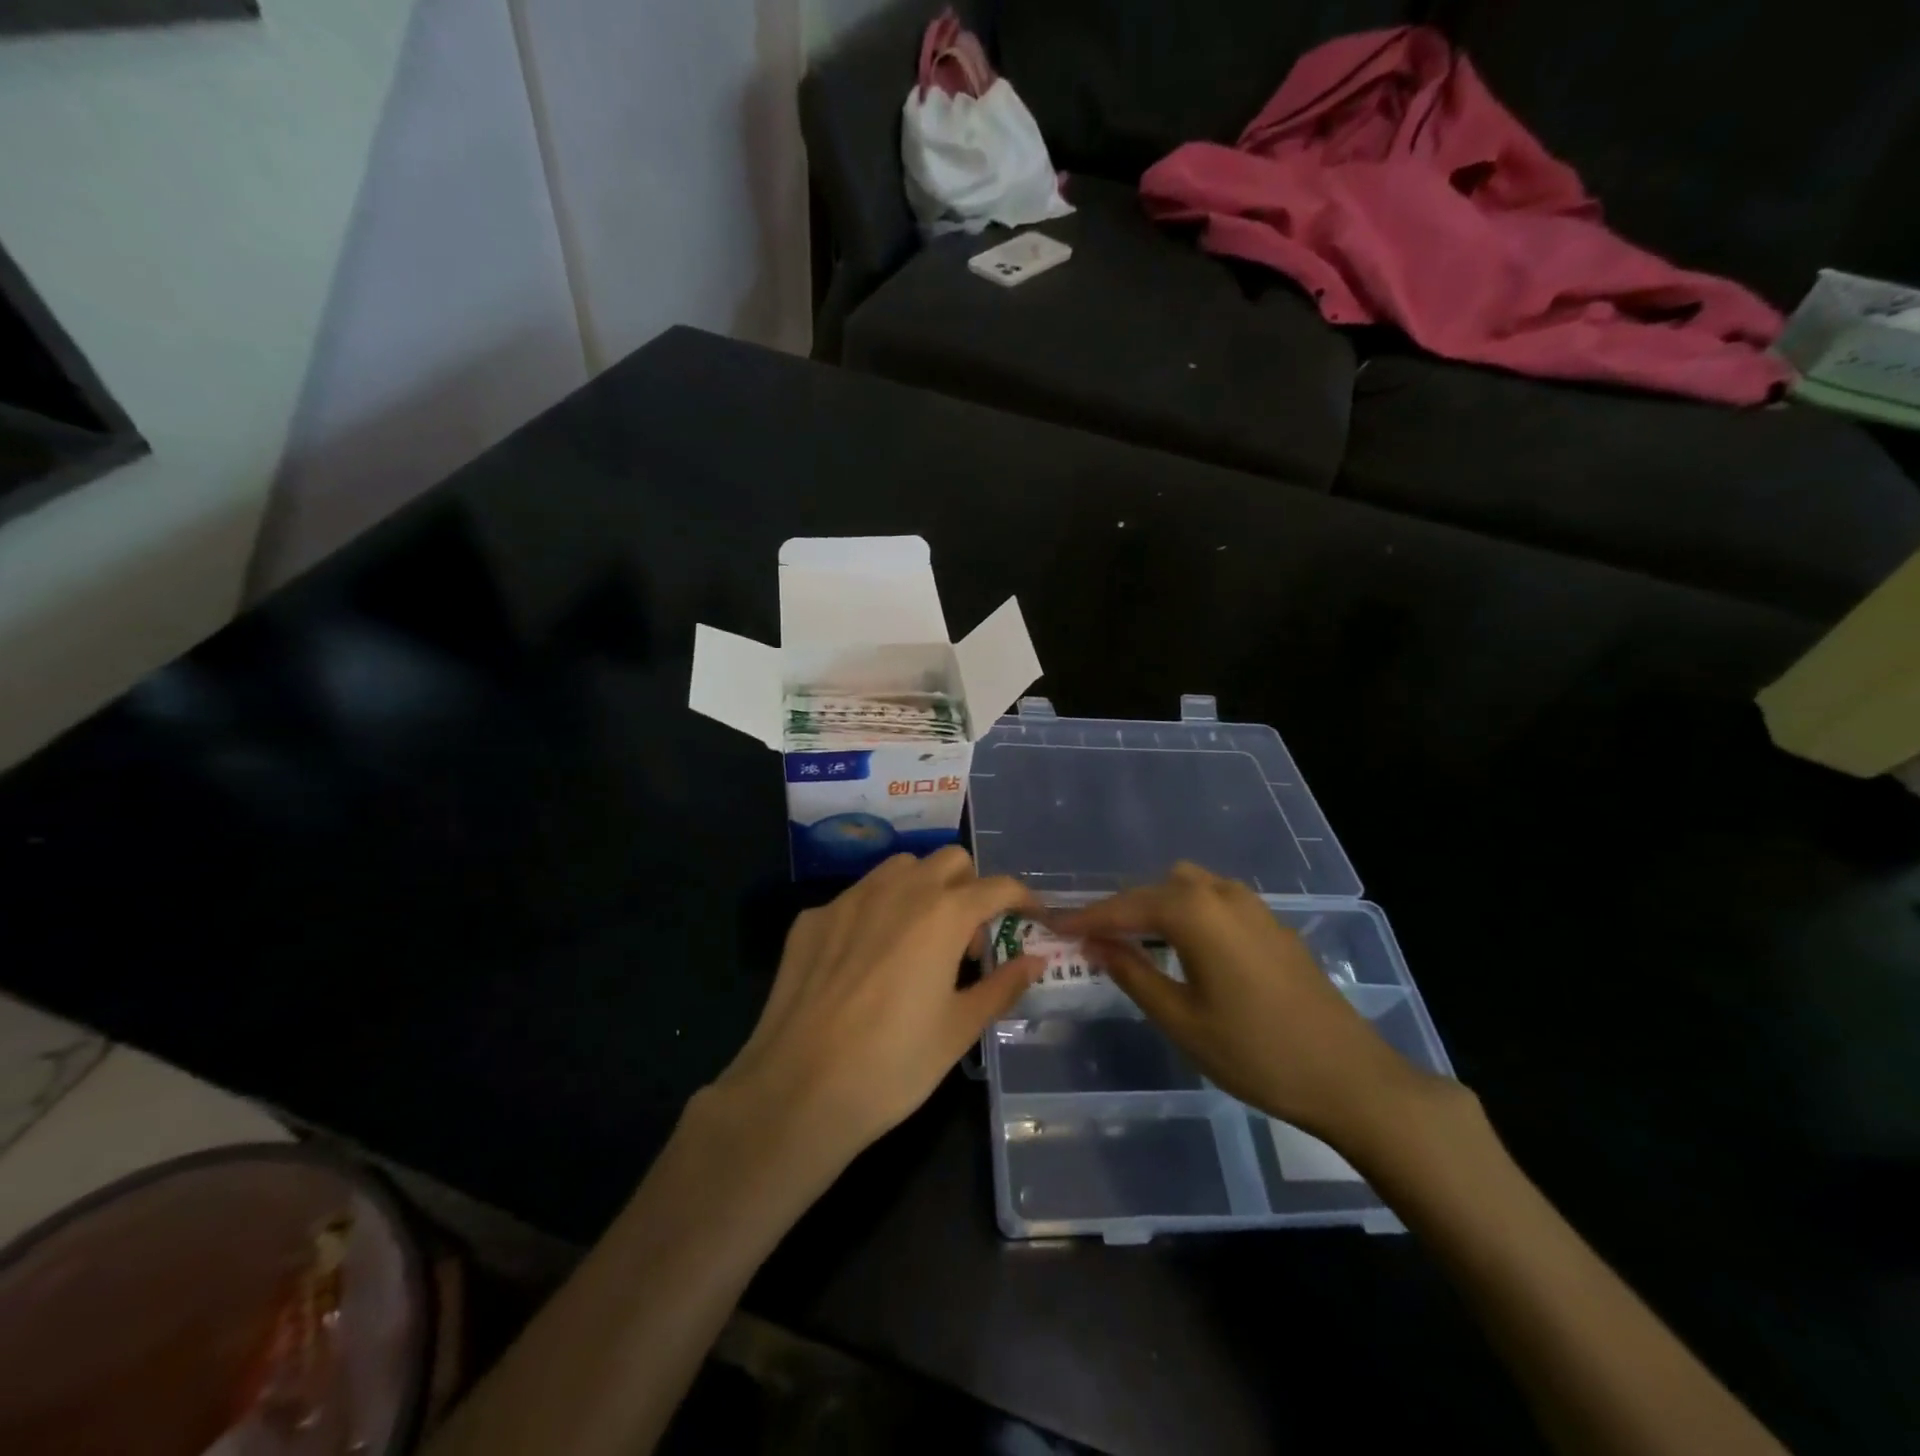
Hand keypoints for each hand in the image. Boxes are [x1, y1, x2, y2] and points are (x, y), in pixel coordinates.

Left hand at [707, 847, 1042, 1171]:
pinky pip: (856, 897)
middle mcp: (898, 890)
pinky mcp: (812, 919)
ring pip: (900, 869)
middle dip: (970, 887)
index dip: (1022, 898)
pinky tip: (866, 961)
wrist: (798, 1091)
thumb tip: (1035, 960)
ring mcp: (849, 899)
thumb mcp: (959, 1029)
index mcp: (942, 914)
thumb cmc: (893, 1064)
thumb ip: (1002, 986)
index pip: (997, 886)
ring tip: (919, 941)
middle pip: (949, 861)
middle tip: (966, 940)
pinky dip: (876, 912)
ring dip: (922, 889)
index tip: (1031, 916)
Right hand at [1053, 862, 1442, 1152]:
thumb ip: (1133, 973)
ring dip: (1157, 906)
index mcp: (1196, 913)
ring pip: (1189, 887)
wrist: (1349, 1077)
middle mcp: (1223, 895)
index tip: (1053, 925)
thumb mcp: (1181, 1019)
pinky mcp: (1272, 925)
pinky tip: (1185, 948)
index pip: (1125, 907)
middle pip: (1157, 887)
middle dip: (1122, 909)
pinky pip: (1215, 901)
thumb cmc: (1255, 1052)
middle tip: (1094, 940)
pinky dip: (1188, 913)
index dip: (1087, 917)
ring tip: (1137, 942)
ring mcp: (1253, 907)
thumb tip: (1096, 944)